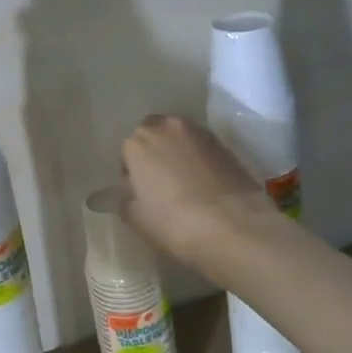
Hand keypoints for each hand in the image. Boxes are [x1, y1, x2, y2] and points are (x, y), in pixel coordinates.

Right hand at [117, 115, 280, 269]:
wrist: (233, 224)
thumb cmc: (174, 222)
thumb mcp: (136, 218)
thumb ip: (122, 199)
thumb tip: (118, 193)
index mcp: (138, 142)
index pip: (126, 153)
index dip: (132, 174)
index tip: (139, 194)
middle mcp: (166, 127)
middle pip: (153, 135)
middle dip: (153, 153)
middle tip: (160, 183)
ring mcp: (198, 132)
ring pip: (179, 138)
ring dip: (176, 152)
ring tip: (184, 182)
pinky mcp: (224, 143)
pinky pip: (201, 147)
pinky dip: (198, 158)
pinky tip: (204, 183)